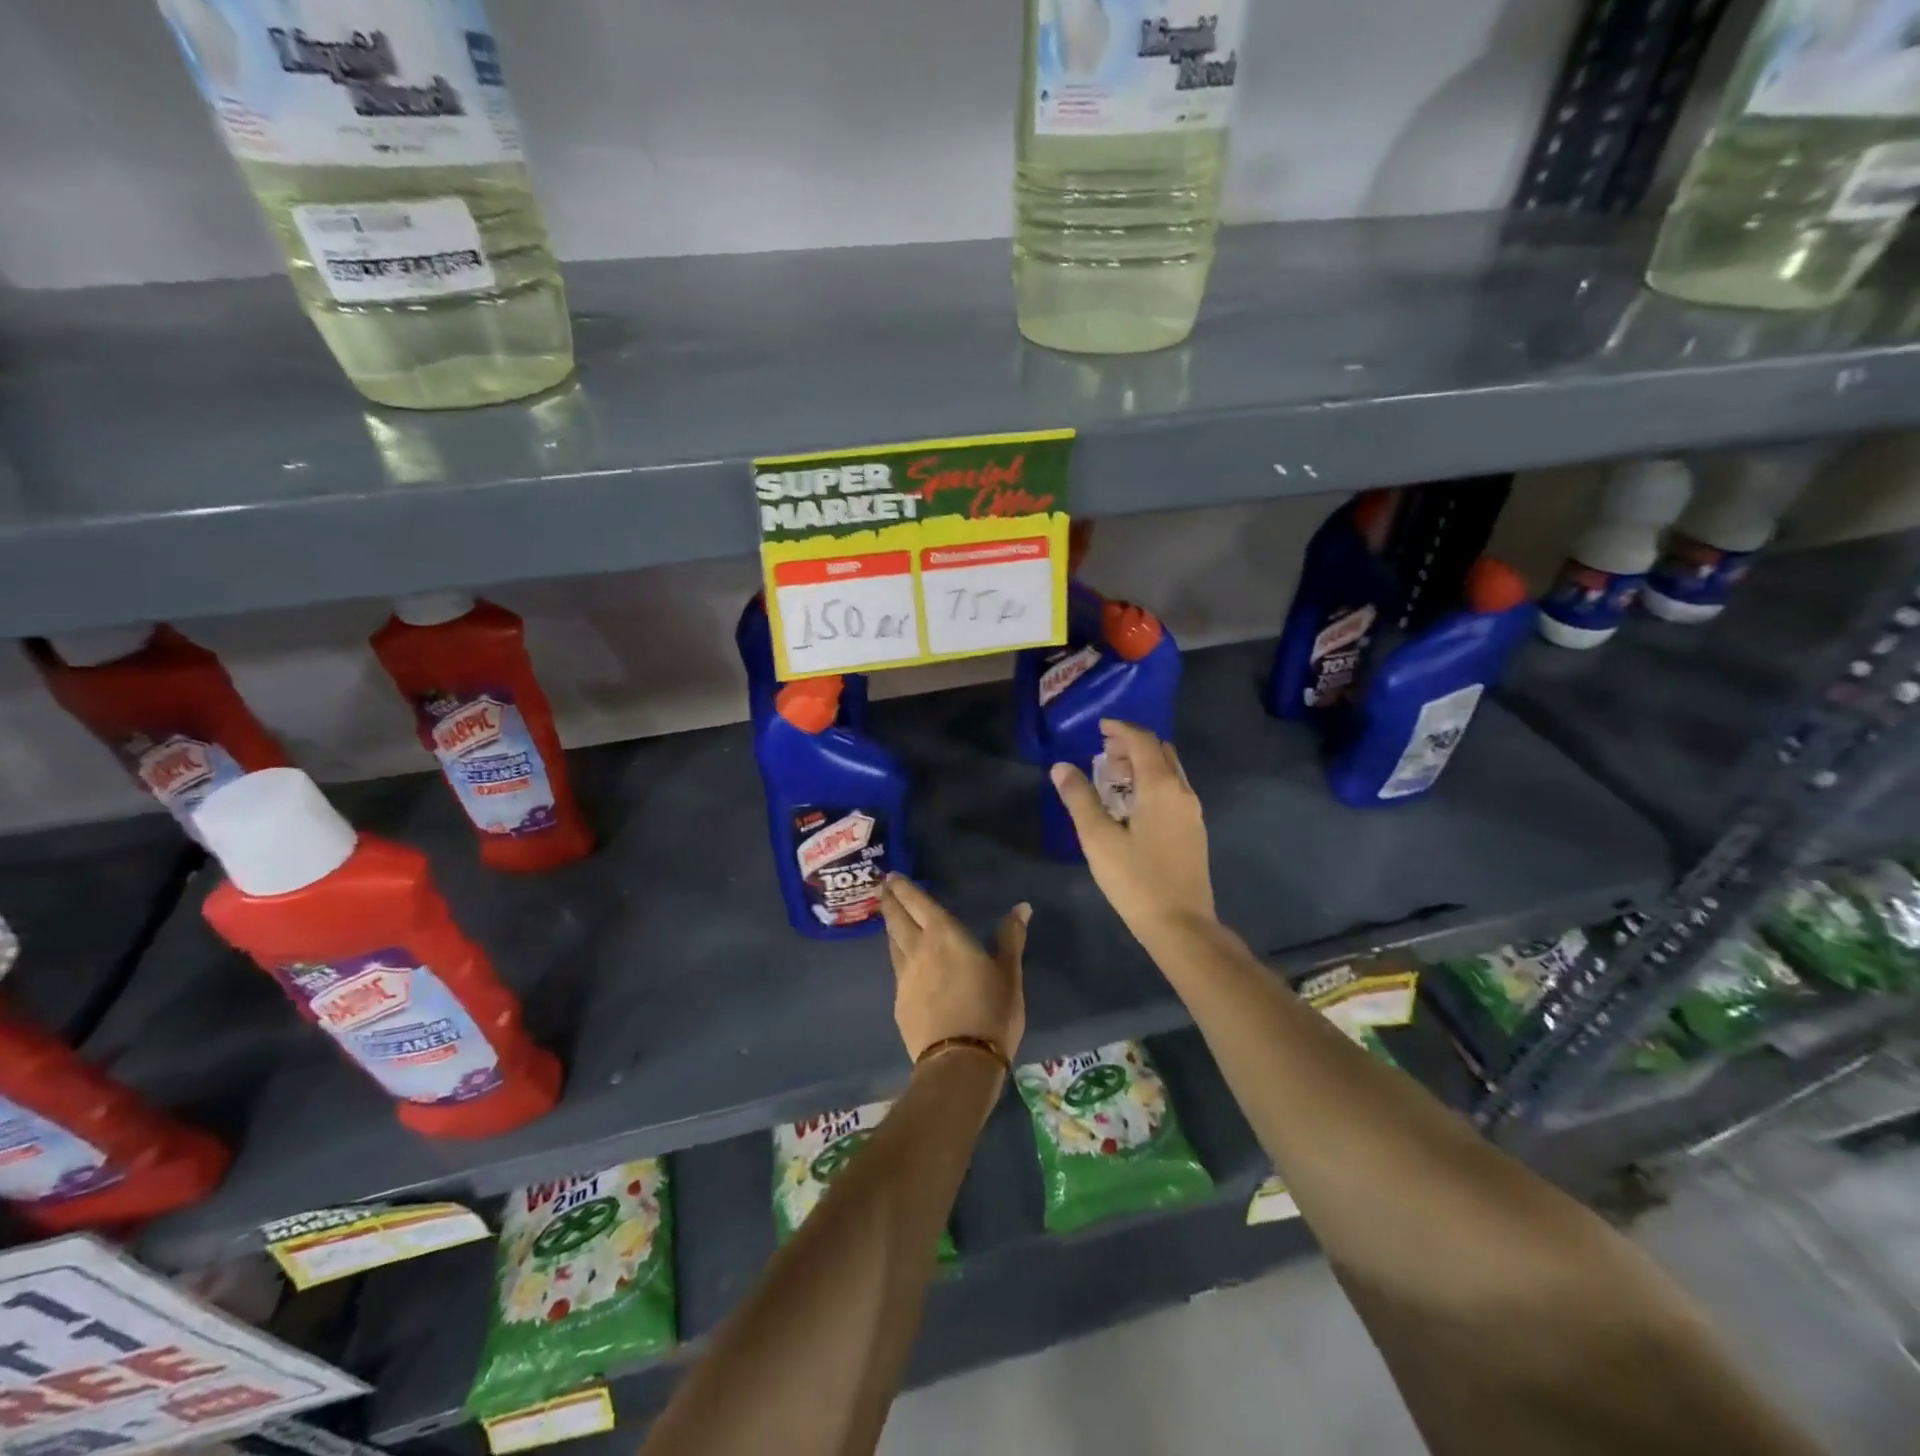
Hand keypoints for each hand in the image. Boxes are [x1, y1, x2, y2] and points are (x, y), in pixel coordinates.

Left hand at [880, 874, 1026, 1065]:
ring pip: (892, 943)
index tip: (891, 876)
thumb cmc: (991, 1010)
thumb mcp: (1009, 973)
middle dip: (889, 901)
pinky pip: (896, 969)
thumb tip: (1022, 907)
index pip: (918, 902)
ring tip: (889, 918)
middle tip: (883, 888)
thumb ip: (1011, 937)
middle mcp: (918, 949)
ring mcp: (904, 977)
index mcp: (945, 934)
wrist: (960, 1061)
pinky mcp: (899, 1002)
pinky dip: (897, 956)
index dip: (904, 888)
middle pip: (897, 919)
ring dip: (890, 927)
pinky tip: (902, 962)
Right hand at [1050, 719, 1216, 941]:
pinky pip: (1173, 791)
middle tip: (1103, 753)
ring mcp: (1192, 813)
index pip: (1142, 741)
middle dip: (1132, 745)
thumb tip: (1061, 767)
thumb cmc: (1136, 880)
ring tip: (1113, 777)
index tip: (1099, 727)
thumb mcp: (1098, 839)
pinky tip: (1132, 805)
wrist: (1182, 925)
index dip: (1121, 729)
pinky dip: (1152, 783)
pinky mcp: (1193, 832)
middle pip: (1160, 752)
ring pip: (1169, 772)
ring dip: (1143, 765)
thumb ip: (1079, 798)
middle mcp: (1182, 792)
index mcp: (1160, 787)